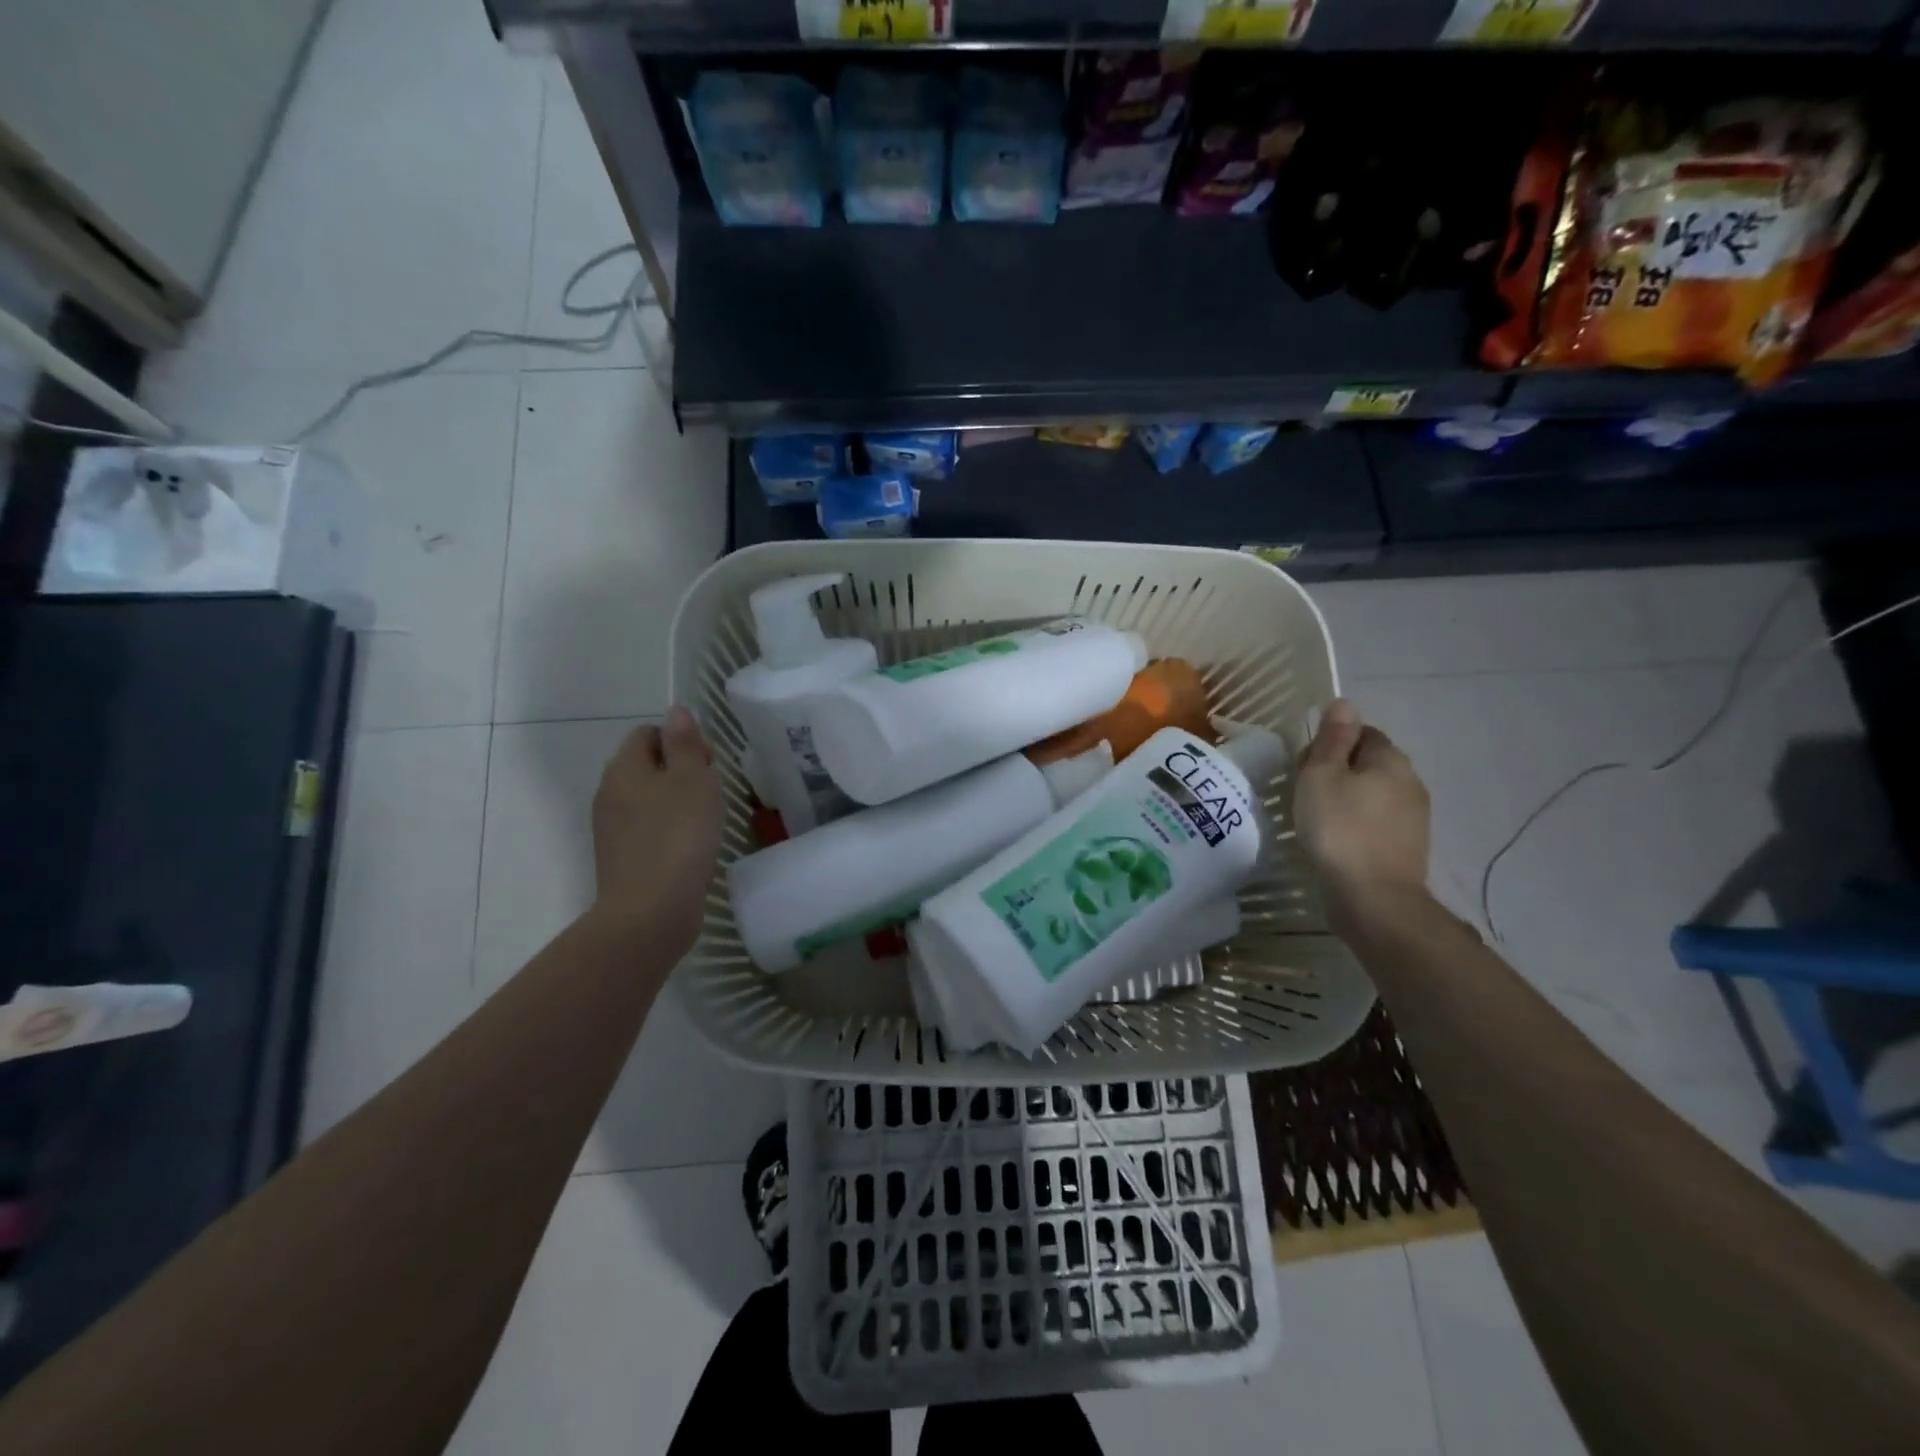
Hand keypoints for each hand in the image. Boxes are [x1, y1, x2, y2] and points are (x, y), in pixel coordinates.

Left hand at [590, 706, 722, 951]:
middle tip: (712, 791)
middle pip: (647, 765)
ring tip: (707, 820)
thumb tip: (676, 711)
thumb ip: (685, 743)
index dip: (681, 740)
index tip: (709, 764)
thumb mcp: (692, 779)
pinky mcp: (622, 859)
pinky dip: (670, 830)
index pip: (649, 733)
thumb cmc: (678, 836)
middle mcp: (610, 793)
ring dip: (677, 802)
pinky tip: (692, 847)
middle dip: (681, 771)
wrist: (651, 911)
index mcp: (624, 768)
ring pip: (648, 799)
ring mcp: (612, 829)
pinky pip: (648, 829)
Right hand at [1294, 699, 1431, 926]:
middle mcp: (1410, 783)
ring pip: (1372, 794)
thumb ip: (1332, 739)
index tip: (1305, 766)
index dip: (1331, 744)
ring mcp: (1413, 818)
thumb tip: (1344, 703)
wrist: (1373, 898)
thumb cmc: (1339, 829)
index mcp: (1391, 760)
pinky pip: (1376, 822)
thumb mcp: (1322, 776)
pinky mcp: (1406, 848)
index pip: (1362, 733)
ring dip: (1346, 799)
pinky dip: (1355, 824)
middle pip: (1368, 763)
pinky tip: (1336, 841)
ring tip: (1316, 819)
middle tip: (1305, 793)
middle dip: (1338, 771)